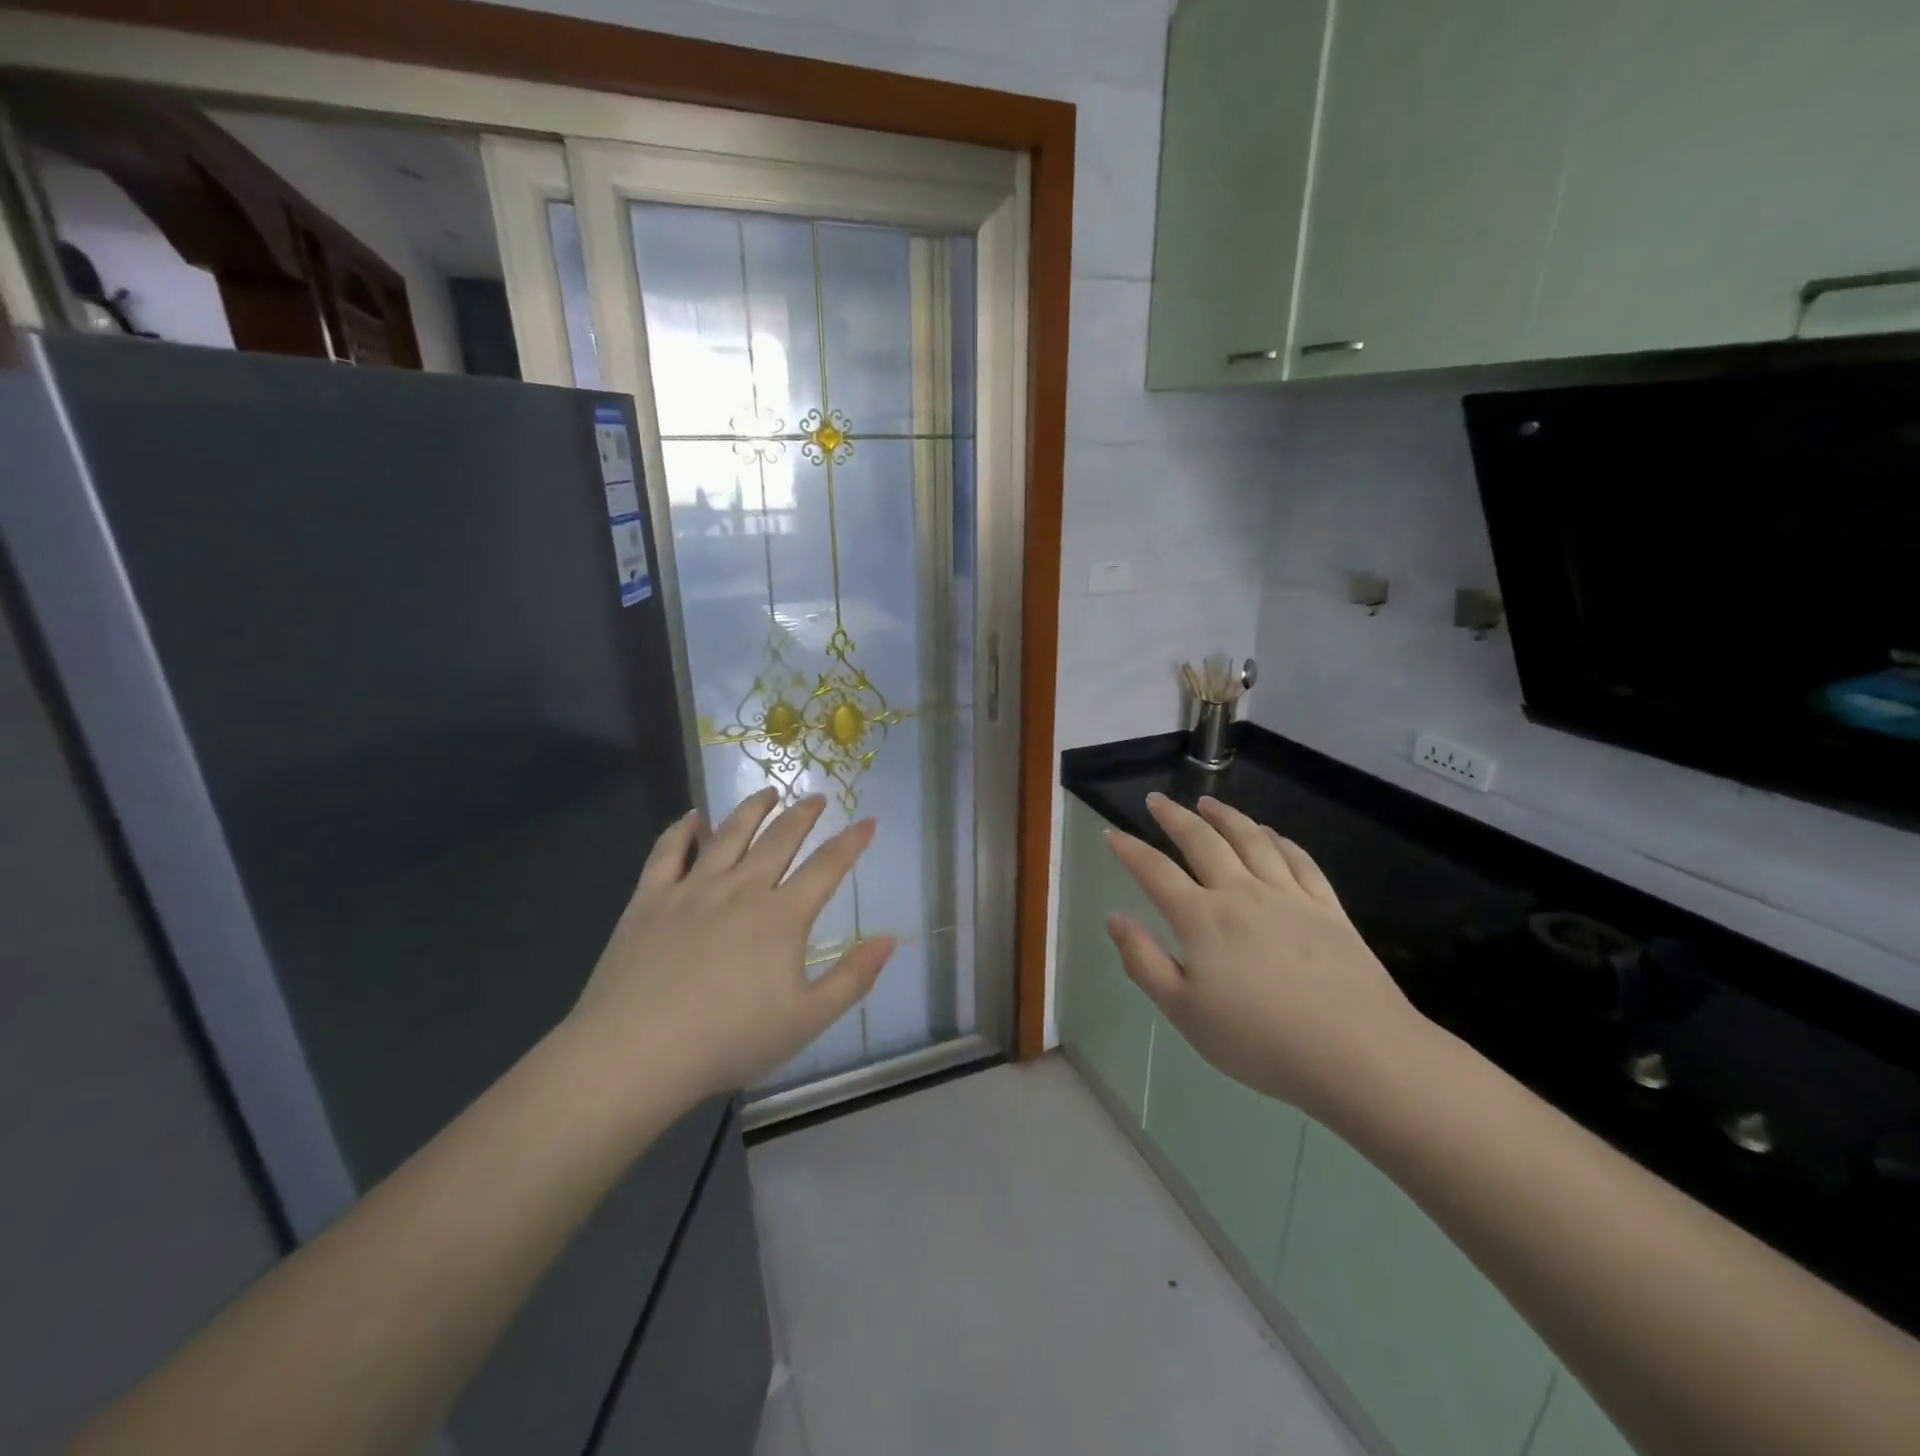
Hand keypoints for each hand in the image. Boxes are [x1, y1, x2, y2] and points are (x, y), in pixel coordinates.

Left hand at [569, 788, 893, 1101]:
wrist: (637, 1052)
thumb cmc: (729, 1040)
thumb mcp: (807, 1019)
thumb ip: (853, 978)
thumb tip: (889, 939)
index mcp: (782, 916)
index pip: (827, 866)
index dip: (851, 841)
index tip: (868, 820)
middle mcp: (741, 889)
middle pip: (779, 839)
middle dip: (803, 814)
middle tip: (816, 796)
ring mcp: (692, 890)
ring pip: (728, 834)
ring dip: (752, 809)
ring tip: (768, 792)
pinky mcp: (650, 900)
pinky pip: (668, 852)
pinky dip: (682, 830)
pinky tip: (692, 817)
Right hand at [1104, 793, 1424, 1118]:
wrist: (1357, 1053)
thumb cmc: (1259, 1040)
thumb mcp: (1183, 1012)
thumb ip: (1143, 961)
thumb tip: (1115, 918)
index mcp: (1201, 918)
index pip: (1154, 871)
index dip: (1129, 850)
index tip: (1112, 833)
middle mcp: (1241, 893)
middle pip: (1202, 841)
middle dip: (1174, 817)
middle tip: (1157, 800)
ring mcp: (1288, 895)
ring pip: (1250, 839)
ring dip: (1225, 816)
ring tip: (1207, 802)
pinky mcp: (1327, 907)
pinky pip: (1298, 859)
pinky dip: (1278, 839)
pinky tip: (1270, 834)